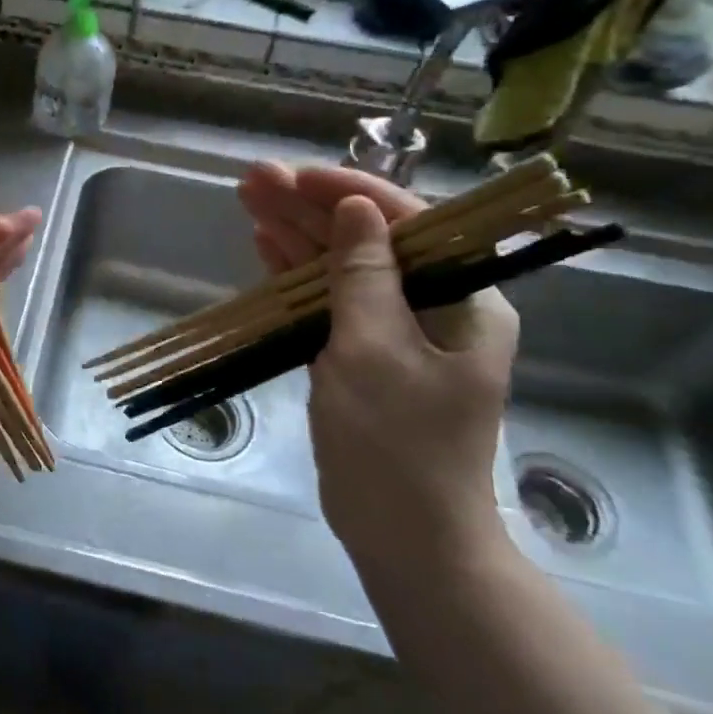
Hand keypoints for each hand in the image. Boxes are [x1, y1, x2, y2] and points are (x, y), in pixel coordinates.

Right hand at [238, 163, 516, 573]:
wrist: (404, 537)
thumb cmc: (397, 444)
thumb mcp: (375, 351)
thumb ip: (363, 276)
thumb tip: (356, 209)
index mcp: (463, 300)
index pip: (409, 223)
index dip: (350, 192)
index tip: (298, 176)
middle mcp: (433, 308)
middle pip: (368, 242)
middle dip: (311, 210)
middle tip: (254, 180)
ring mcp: (394, 335)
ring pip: (342, 271)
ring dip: (297, 238)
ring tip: (249, 201)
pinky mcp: (362, 360)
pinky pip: (329, 306)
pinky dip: (298, 280)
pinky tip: (266, 249)